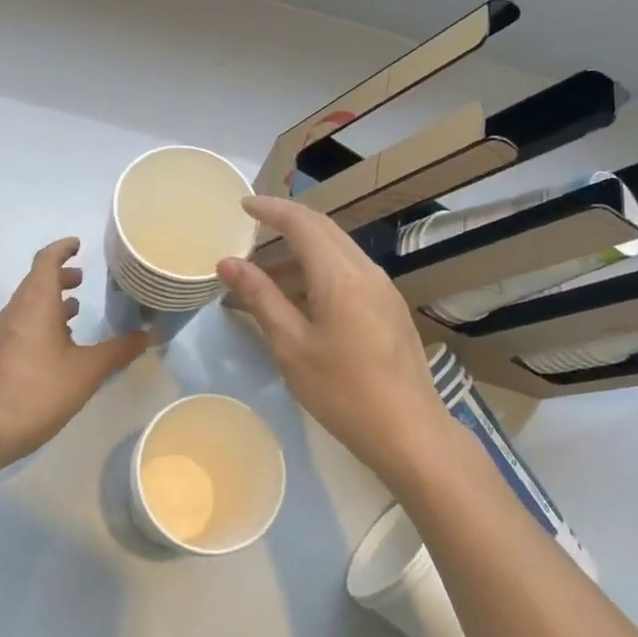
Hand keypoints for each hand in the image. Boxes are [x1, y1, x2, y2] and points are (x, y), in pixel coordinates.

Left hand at [0, 237, 148, 463]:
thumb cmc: (41, 391)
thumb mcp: (88, 370)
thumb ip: (119, 350)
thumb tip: (149, 335)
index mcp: (36, 303)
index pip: (46, 260)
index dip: (62, 249)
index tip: (78, 245)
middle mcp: (16, 311)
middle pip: (35, 280)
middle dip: (59, 275)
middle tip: (82, 278)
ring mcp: (3, 333)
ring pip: (28, 303)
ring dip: (50, 299)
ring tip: (74, 309)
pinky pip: (22, 323)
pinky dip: (41, 319)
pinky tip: (58, 344)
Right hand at [218, 196, 446, 490]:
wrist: (409, 432)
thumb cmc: (343, 392)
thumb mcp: (292, 346)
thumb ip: (260, 298)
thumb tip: (228, 263)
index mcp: (341, 276)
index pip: (302, 223)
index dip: (271, 209)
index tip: (243, 204)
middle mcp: (367, 271)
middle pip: (324, 229)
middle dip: (287, 222)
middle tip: (252, 226)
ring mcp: (384, 289)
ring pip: (339, 249)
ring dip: (304, 248)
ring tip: (268, 268)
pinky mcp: (390, 308)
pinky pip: (351, 270)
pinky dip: (321, 268)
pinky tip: (303, 295)